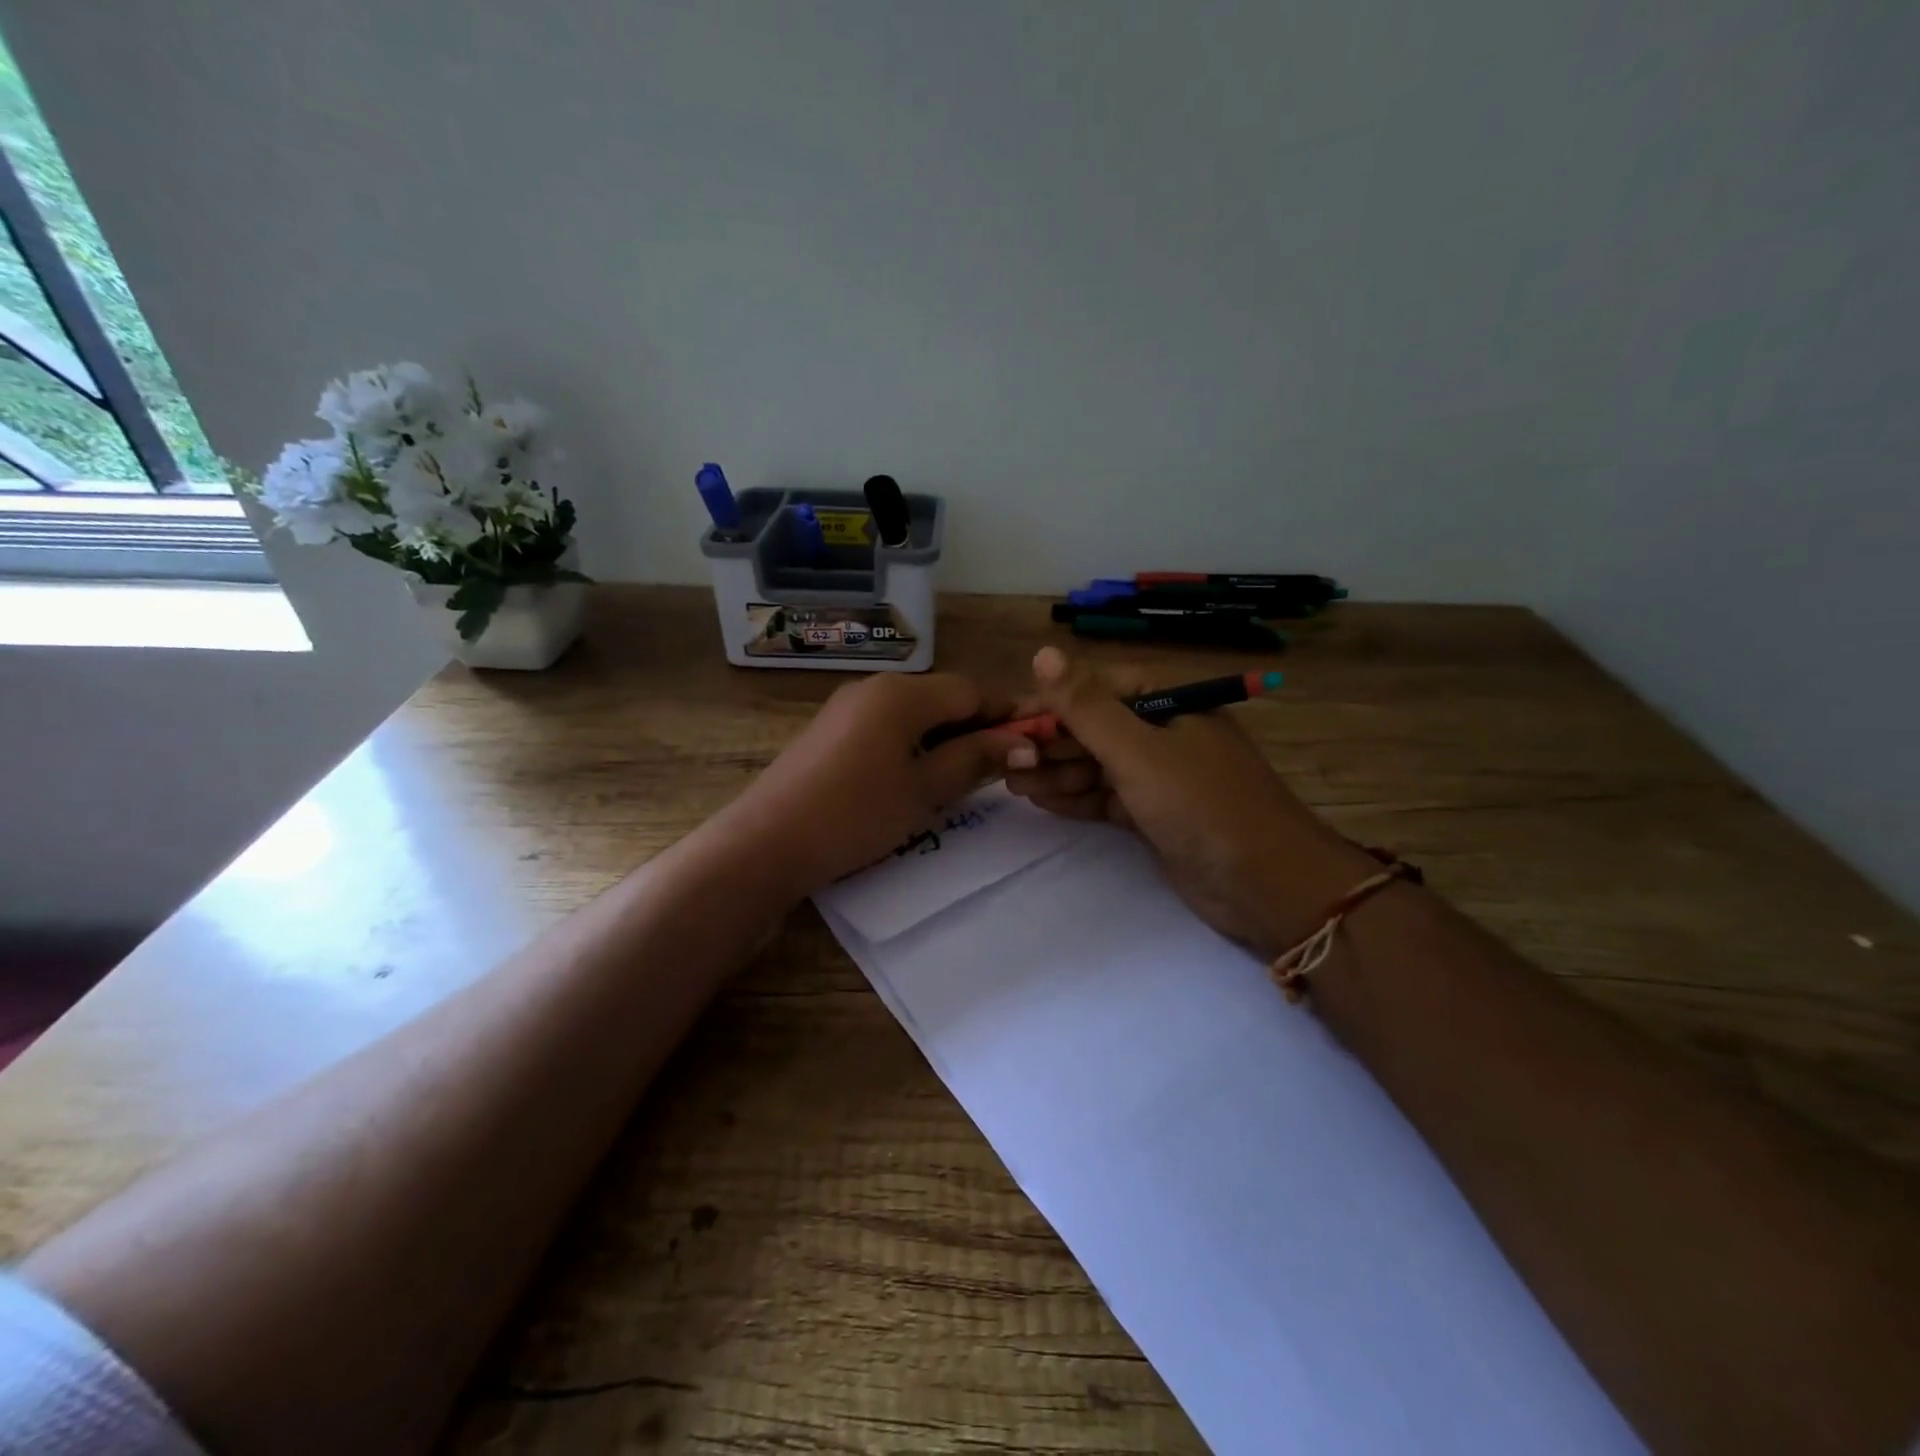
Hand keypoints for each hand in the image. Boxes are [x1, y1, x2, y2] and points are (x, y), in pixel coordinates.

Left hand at [719, 672, 1028, 899]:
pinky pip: (887, 727)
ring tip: (960, 780)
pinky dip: (912, 746)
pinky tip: (915, 779)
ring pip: (915, 714)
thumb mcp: (925, 790)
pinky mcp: (831, 731)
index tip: (1032, 745)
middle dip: (975, 728)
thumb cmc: (856, 813)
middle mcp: (875, 687)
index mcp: (902, 693)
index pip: (971, 691)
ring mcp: (848, 707)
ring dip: (945, 739)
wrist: (768, 842)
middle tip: (999, 771)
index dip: (1006, 715)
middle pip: (943, 698)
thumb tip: (1024, 743)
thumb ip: (976, 759)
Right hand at [1003, 647, 1377, 955]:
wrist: (1266, 885)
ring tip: (1012, 784)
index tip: (1008, 722)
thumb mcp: (1137, 751)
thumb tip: (1042, 652)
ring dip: (1057, 772)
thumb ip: (1086, 707)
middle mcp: (1164, 733)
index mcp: (1169, 702)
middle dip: (1050, 743)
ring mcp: (1161, 776)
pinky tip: (1042, 801)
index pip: (1097, 689)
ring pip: (1097, 765)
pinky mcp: (1156, 815)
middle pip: (1094, 728)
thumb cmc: (1201, 805)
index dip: (1051, 703)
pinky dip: (1077, 798)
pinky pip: (1106, 797)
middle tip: (1005, 761)